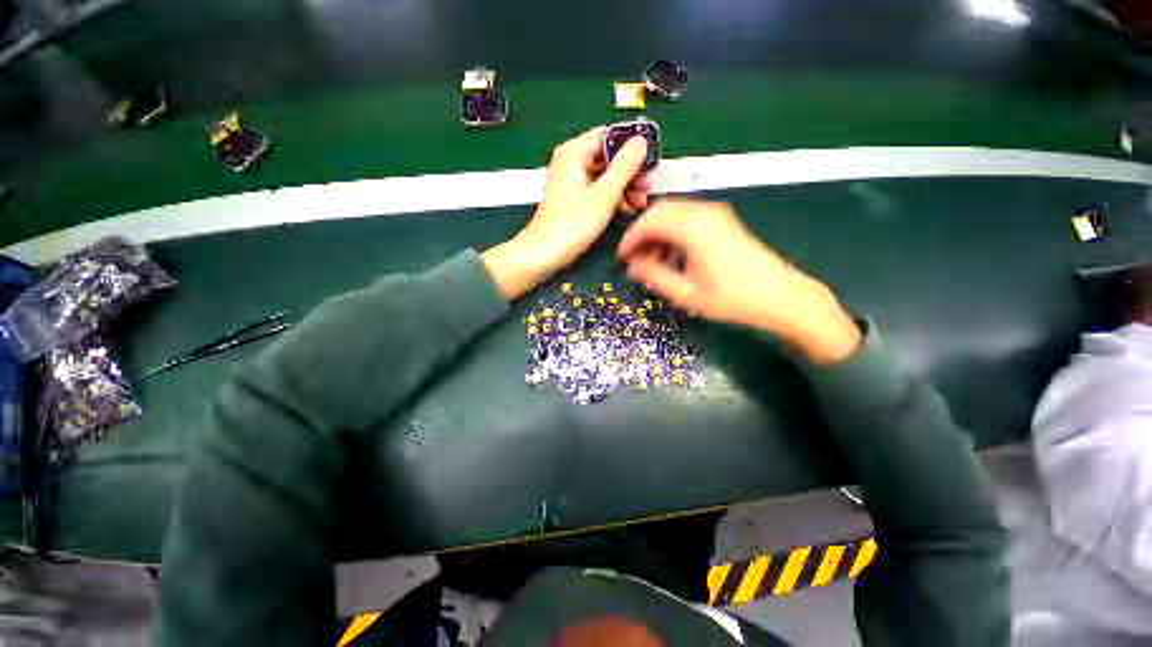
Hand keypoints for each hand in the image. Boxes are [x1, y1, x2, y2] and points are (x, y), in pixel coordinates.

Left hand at [482, 127, 649, 299]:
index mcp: (574, 153)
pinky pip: (597, 189)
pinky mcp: (573, 197)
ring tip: (641, 200)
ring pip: (604, 175)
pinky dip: (612, 196)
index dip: (631, 146)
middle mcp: (571, 162)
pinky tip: (627, 207)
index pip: (608, 135)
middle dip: (630, 171)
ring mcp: (572, 181)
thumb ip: (624, 166)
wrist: (545, 252)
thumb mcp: (604, 194)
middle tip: (648, 185)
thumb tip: (640, 142)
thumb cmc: (573, 223)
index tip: (649, 159)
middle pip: (607, 156)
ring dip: (624, 186)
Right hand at [617, 199, 861, 364]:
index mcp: (693, 228)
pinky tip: (673, 256)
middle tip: (634, 259)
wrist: (781, 296)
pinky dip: (673, 234)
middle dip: (642, 234)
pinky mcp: (723, 221)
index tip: (621, 257)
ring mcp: (716, 214)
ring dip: (658, 234)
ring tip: (653, 261)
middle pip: (660, 212)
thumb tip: (632, 266)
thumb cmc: (732, 298)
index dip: (630, 238)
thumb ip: (654, 276)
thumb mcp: (686, 293)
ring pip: (673, 214)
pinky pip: (688, 219)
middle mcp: (703, 212)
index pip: (649, 222)